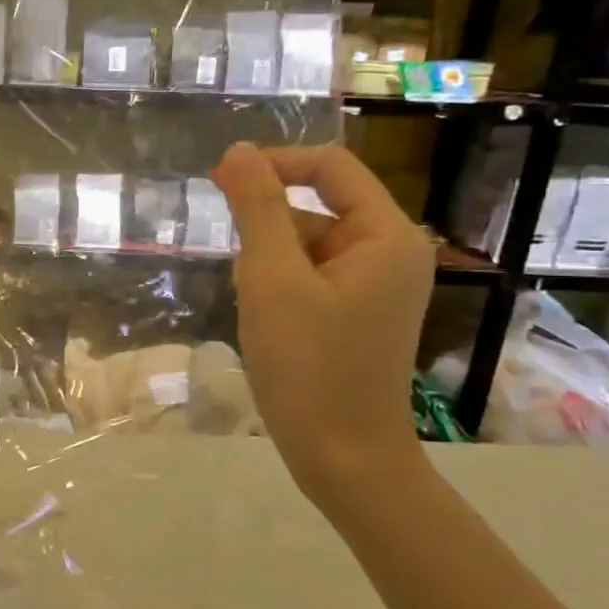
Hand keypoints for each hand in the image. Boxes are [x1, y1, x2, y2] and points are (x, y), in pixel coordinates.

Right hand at [211, 143, 435, 506]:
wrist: (342, 456)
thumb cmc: (308, 365)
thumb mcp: (272, 280)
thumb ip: (255, 209)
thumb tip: (238, 151)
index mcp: (385, 236)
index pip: (331, 168)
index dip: (274, 164)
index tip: (218, 180)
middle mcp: (389, 253)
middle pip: (316, 209)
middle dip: (268, 232)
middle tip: (245, 279)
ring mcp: (374, 287)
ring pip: (306, 246)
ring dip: (269, 264)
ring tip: (256, 308)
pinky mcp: (356, 314)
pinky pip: (310, 277)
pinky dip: (278, 287)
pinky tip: (265, 321)